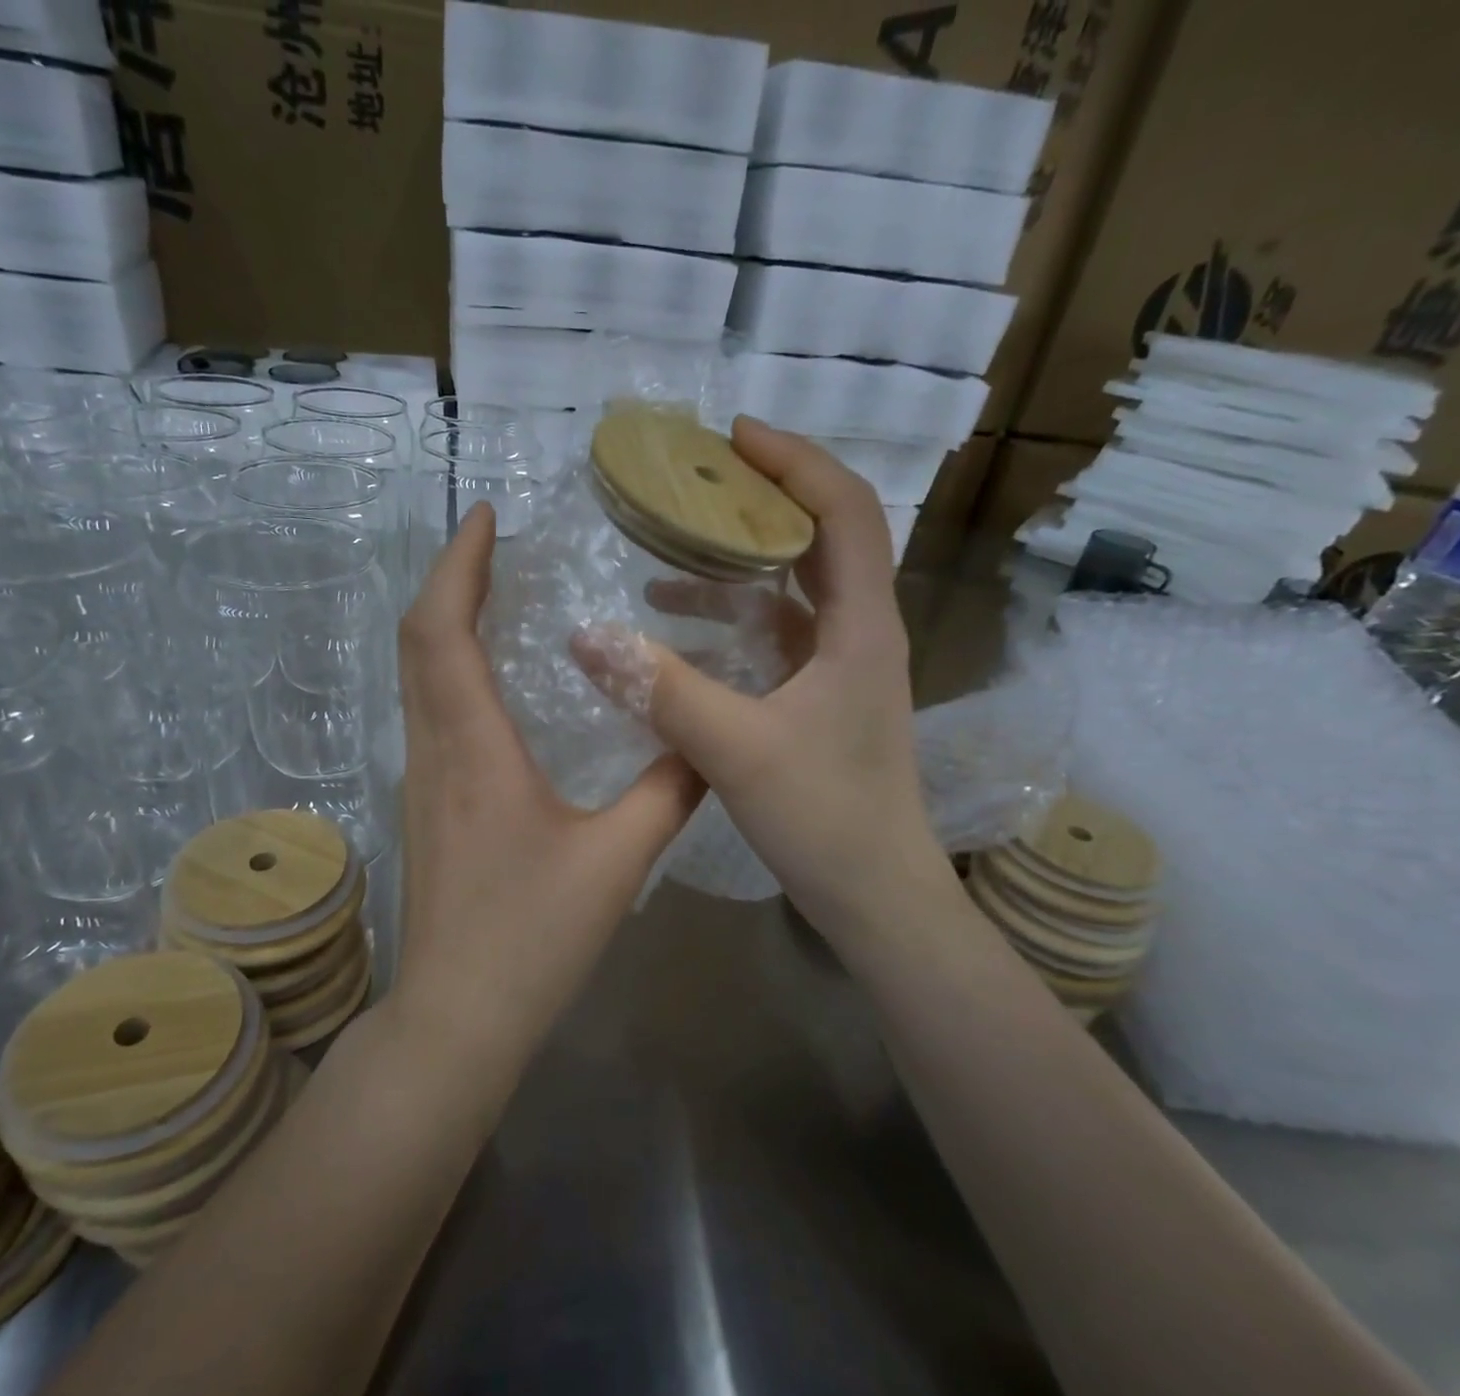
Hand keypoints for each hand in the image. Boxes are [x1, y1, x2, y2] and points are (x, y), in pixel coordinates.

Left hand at [390, 503, 704, 1062]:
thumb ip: (668, 793)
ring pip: (417, 676)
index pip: (442, 630)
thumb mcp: (615, 862)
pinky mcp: (425, 806)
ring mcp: (420, 780)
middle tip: (498, 542)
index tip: (487, 516)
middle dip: (451, 579)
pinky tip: (494, 680)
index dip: (457, 563)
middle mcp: (433, 751)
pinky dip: (451, 669)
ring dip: (448, 622)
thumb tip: (707, 741)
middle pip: (418, 640)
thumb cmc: (530, 939)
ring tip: (499, 592)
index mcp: (472, 750)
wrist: (456, 1018)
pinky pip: (429, 711)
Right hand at [572, 417, 951, 937]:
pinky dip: (731, 621)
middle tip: (694, 480)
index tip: (732, 437)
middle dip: (761, 500)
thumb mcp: (734, 748)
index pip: (844, 510)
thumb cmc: (824, 817)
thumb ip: (660, 689)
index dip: (794, 461)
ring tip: (669, 551)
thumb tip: (584, 636)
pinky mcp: (821, 699)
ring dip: (737, 565)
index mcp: (861, 626)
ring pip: (793, 590)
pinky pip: (776, 637)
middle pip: (821, 538)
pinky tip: (677, 632)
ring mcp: (842, 668)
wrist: (875, 894)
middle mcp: (860, 633)